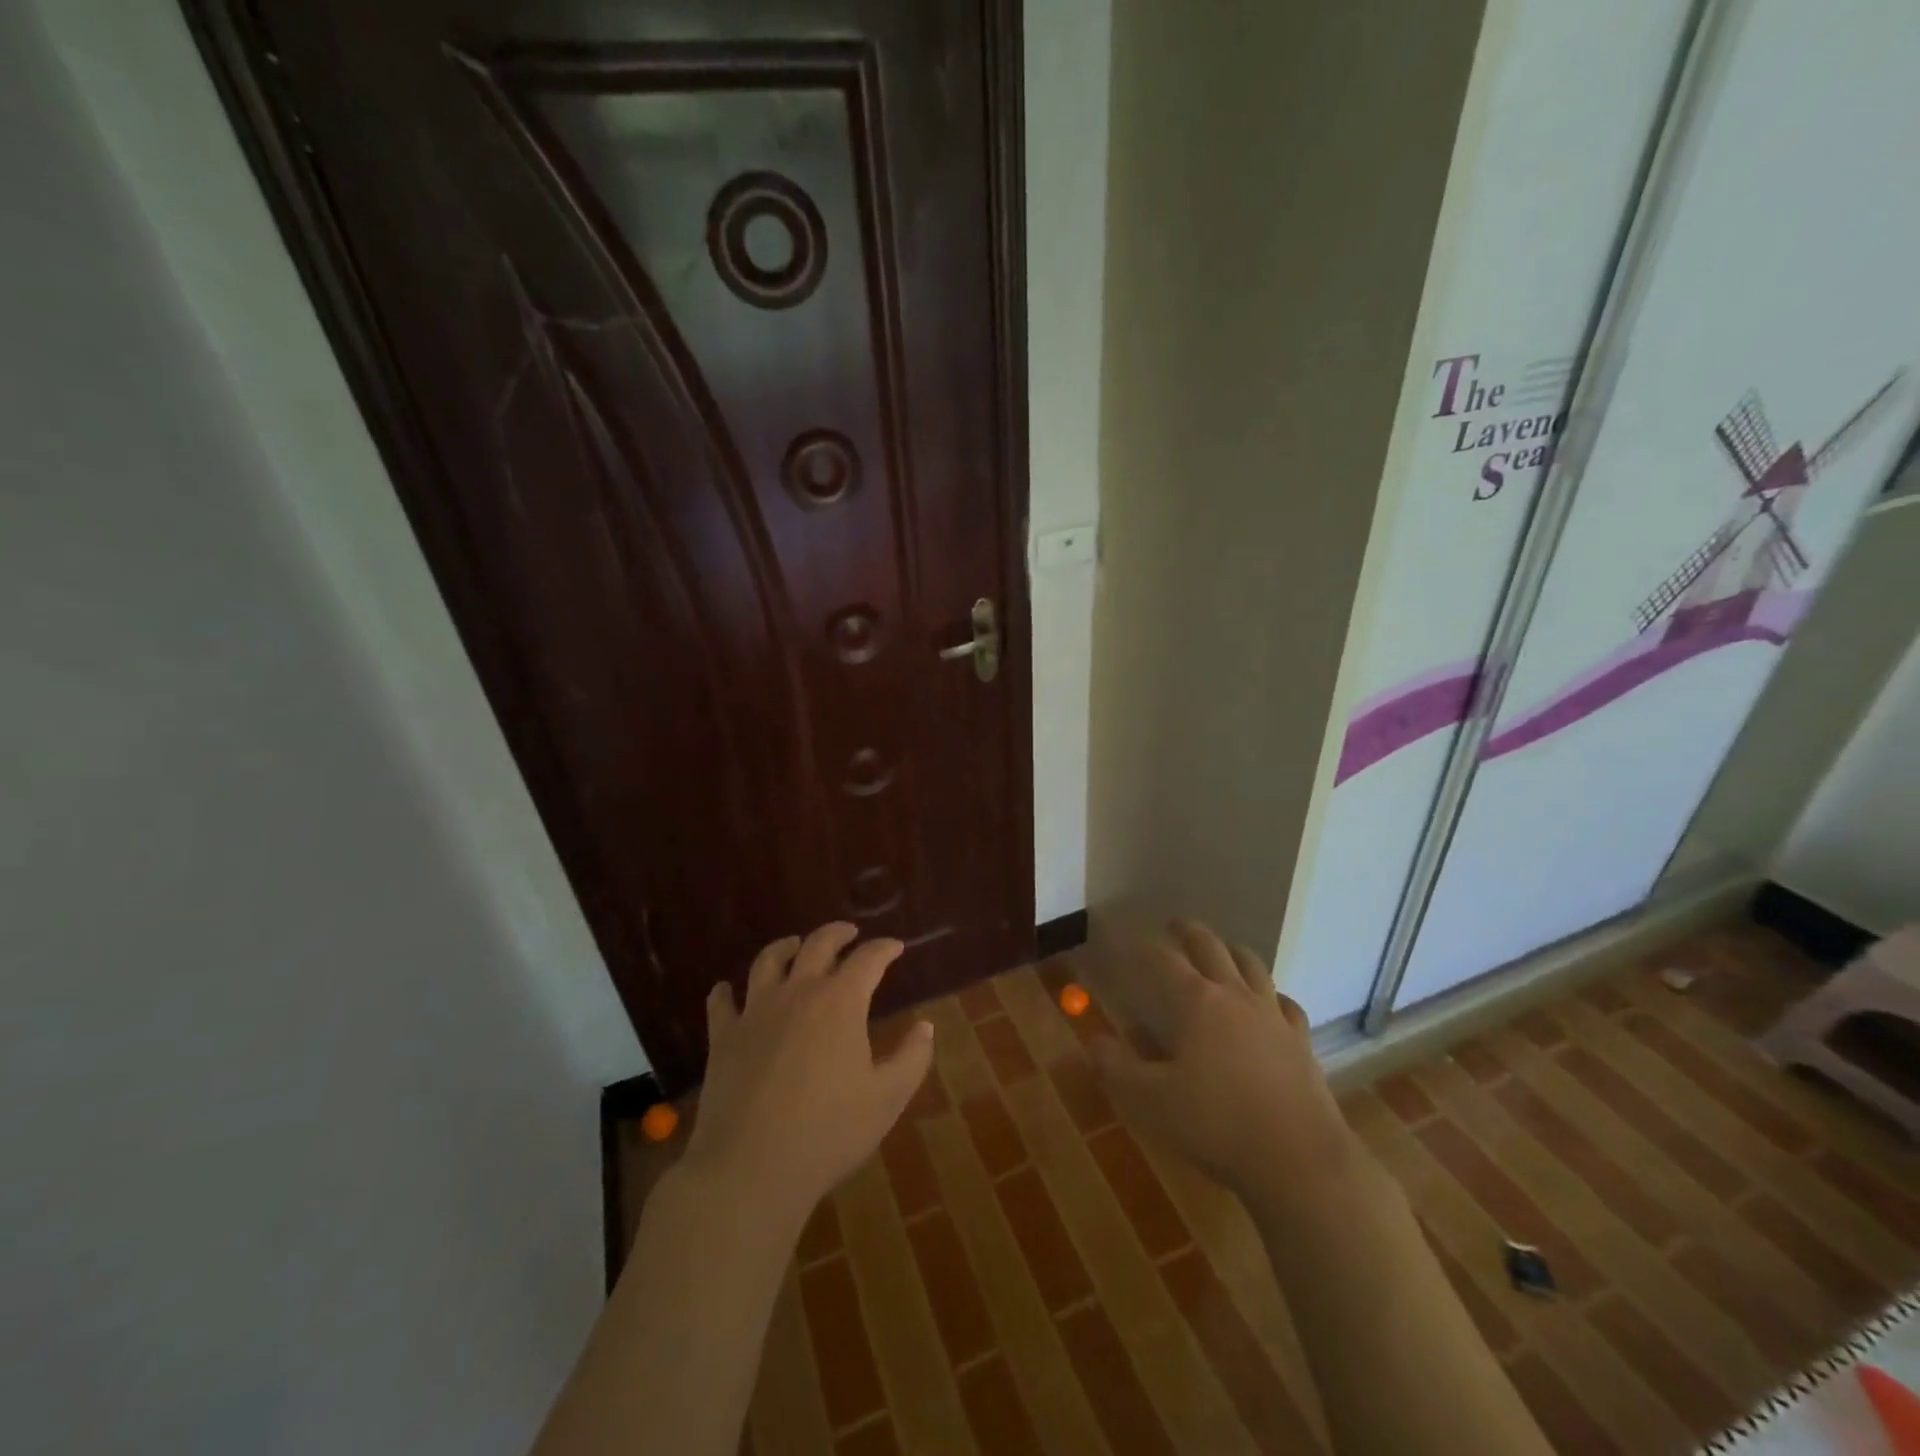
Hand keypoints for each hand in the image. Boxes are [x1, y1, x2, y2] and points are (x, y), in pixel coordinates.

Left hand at [682, 923, 933, 1224]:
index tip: (895, 947)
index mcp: (840, 1002)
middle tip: (849, 932)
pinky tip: (727, 990)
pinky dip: (726, 991)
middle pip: (818, 945)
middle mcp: (798, 993)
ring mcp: (755, 1011)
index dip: (884, 948)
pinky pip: (722, 1002)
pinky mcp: (723, 1037)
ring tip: (795, 945)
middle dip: (838, 933)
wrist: (750, 1168)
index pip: (868, 958)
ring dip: (785, 947)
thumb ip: (912, 1058)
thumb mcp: (886, 1099)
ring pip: (768, 961)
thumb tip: (926, 1026)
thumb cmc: (828, 1133)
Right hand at [1084, 920, 1354, 1207]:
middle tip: (1174, 925)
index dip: (1141, 948)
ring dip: (1231, 951)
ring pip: (1252, 965)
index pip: (1162, 960)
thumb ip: (1116, 1069)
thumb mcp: (1150, 1101)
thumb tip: (1093, 1042)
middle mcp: (1235, 996)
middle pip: (1211, 947)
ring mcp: (1273, 1016)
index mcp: (1196, 1003)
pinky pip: (1286, 1003)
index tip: (1125, 942)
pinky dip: (1272, 994)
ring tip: (1221, 950)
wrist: (1299, 1161)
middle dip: (1189, 932)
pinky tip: (1269, 1002)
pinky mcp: (1300, 1042)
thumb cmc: (1217, 1125)